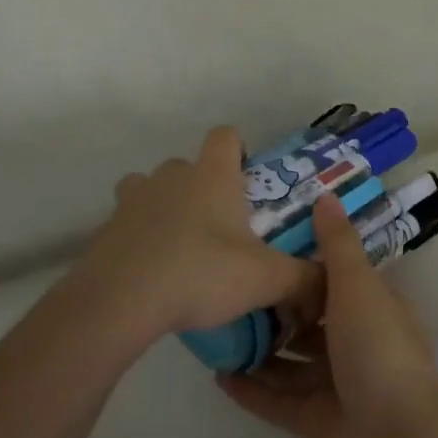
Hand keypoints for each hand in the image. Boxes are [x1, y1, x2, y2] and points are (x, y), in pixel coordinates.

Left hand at [74, 126, 319, 340]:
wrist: (120, 301)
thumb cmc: (201, 273)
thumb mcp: (266, 279)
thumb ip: (304, 279)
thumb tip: (331, 283)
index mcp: (212, 176)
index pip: (225, 136)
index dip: (237, 150)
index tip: (246, 180)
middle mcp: (171, 176)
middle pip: (187, 165)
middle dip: (202, 187)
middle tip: (220, 227)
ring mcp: (133, 200)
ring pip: (150, 188)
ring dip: (164, 207)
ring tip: (180, 246)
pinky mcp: (106, 229)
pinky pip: (127, 223)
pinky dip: (139, 238)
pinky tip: (151, 272)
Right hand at [219, 193, 437, 437]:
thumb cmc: (378, 349)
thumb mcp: (357, 286)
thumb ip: (337, 244)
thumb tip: (326, 195)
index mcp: (373, 307)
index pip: (335, 279)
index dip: (303, 267)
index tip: (262, 251)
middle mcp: (357, 342)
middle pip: (310, 322)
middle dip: (276, 311)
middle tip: (229, 292)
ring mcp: (338, 385)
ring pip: (291, 362)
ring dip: (260, 350)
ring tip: (217, 333)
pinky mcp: (318, 422)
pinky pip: (278, 400)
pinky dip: (253, 389)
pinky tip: (219, 376)